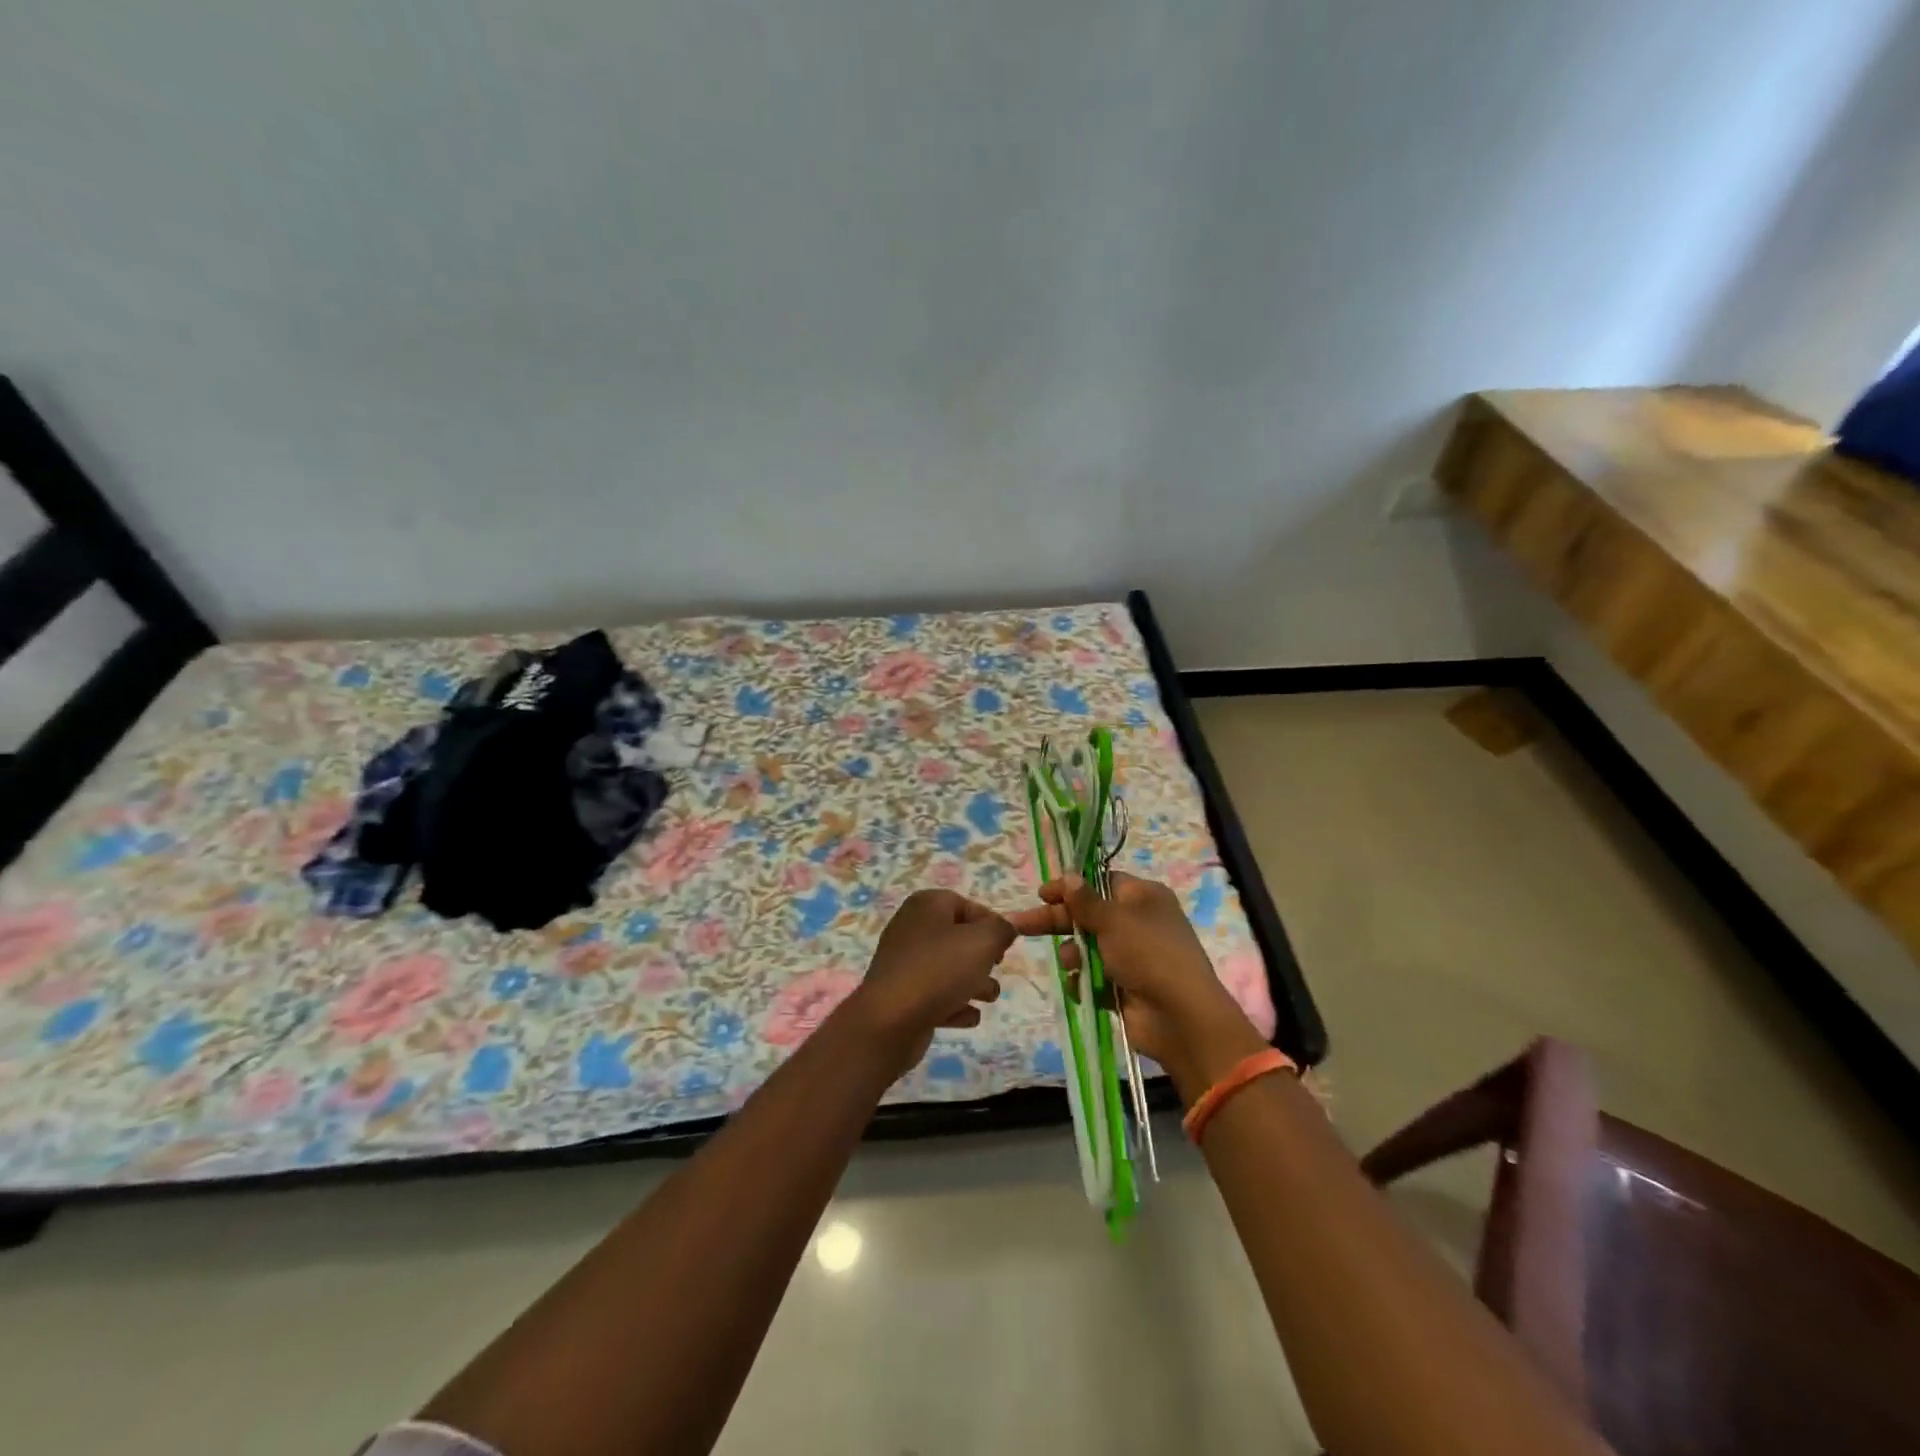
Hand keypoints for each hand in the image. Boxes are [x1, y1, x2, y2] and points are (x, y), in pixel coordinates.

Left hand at [844, 889, 1014, 1073]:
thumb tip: (1005, 928)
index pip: (966, 904)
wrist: (889, 1021)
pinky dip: (953, 1003)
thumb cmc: (939, 971)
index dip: (990, 923)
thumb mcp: (982, 942)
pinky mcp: (901, 995)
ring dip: (972, 982)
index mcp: (926, 905)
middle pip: (957, 937)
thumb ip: (1001, 930)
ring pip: (947, 968)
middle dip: (982, 956)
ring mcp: (903, 963)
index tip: (1005, 946)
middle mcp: (911, 928)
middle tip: (996, 968)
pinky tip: (969, 1017)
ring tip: (989, 998)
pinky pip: (934, 995)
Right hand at [1006, 873, 1266, 1100]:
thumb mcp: (1114, 921)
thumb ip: (1085, 901)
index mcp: (1143, 897)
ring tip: (1071, 964)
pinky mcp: (1124, 987)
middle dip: (1057, 921)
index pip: (1100, 882)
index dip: (1071, 887)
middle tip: (1022, 924)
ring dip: (1073, 954)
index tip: (1044, 894)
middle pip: (1088, 915)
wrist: (1180, 1018)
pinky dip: (1083, 981)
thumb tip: (1068, 875)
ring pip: (1087, 948)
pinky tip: (1080, 987)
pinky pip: (1093, 977)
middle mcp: (1138, 923)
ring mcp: (1131, 956)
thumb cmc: (1149, 955)